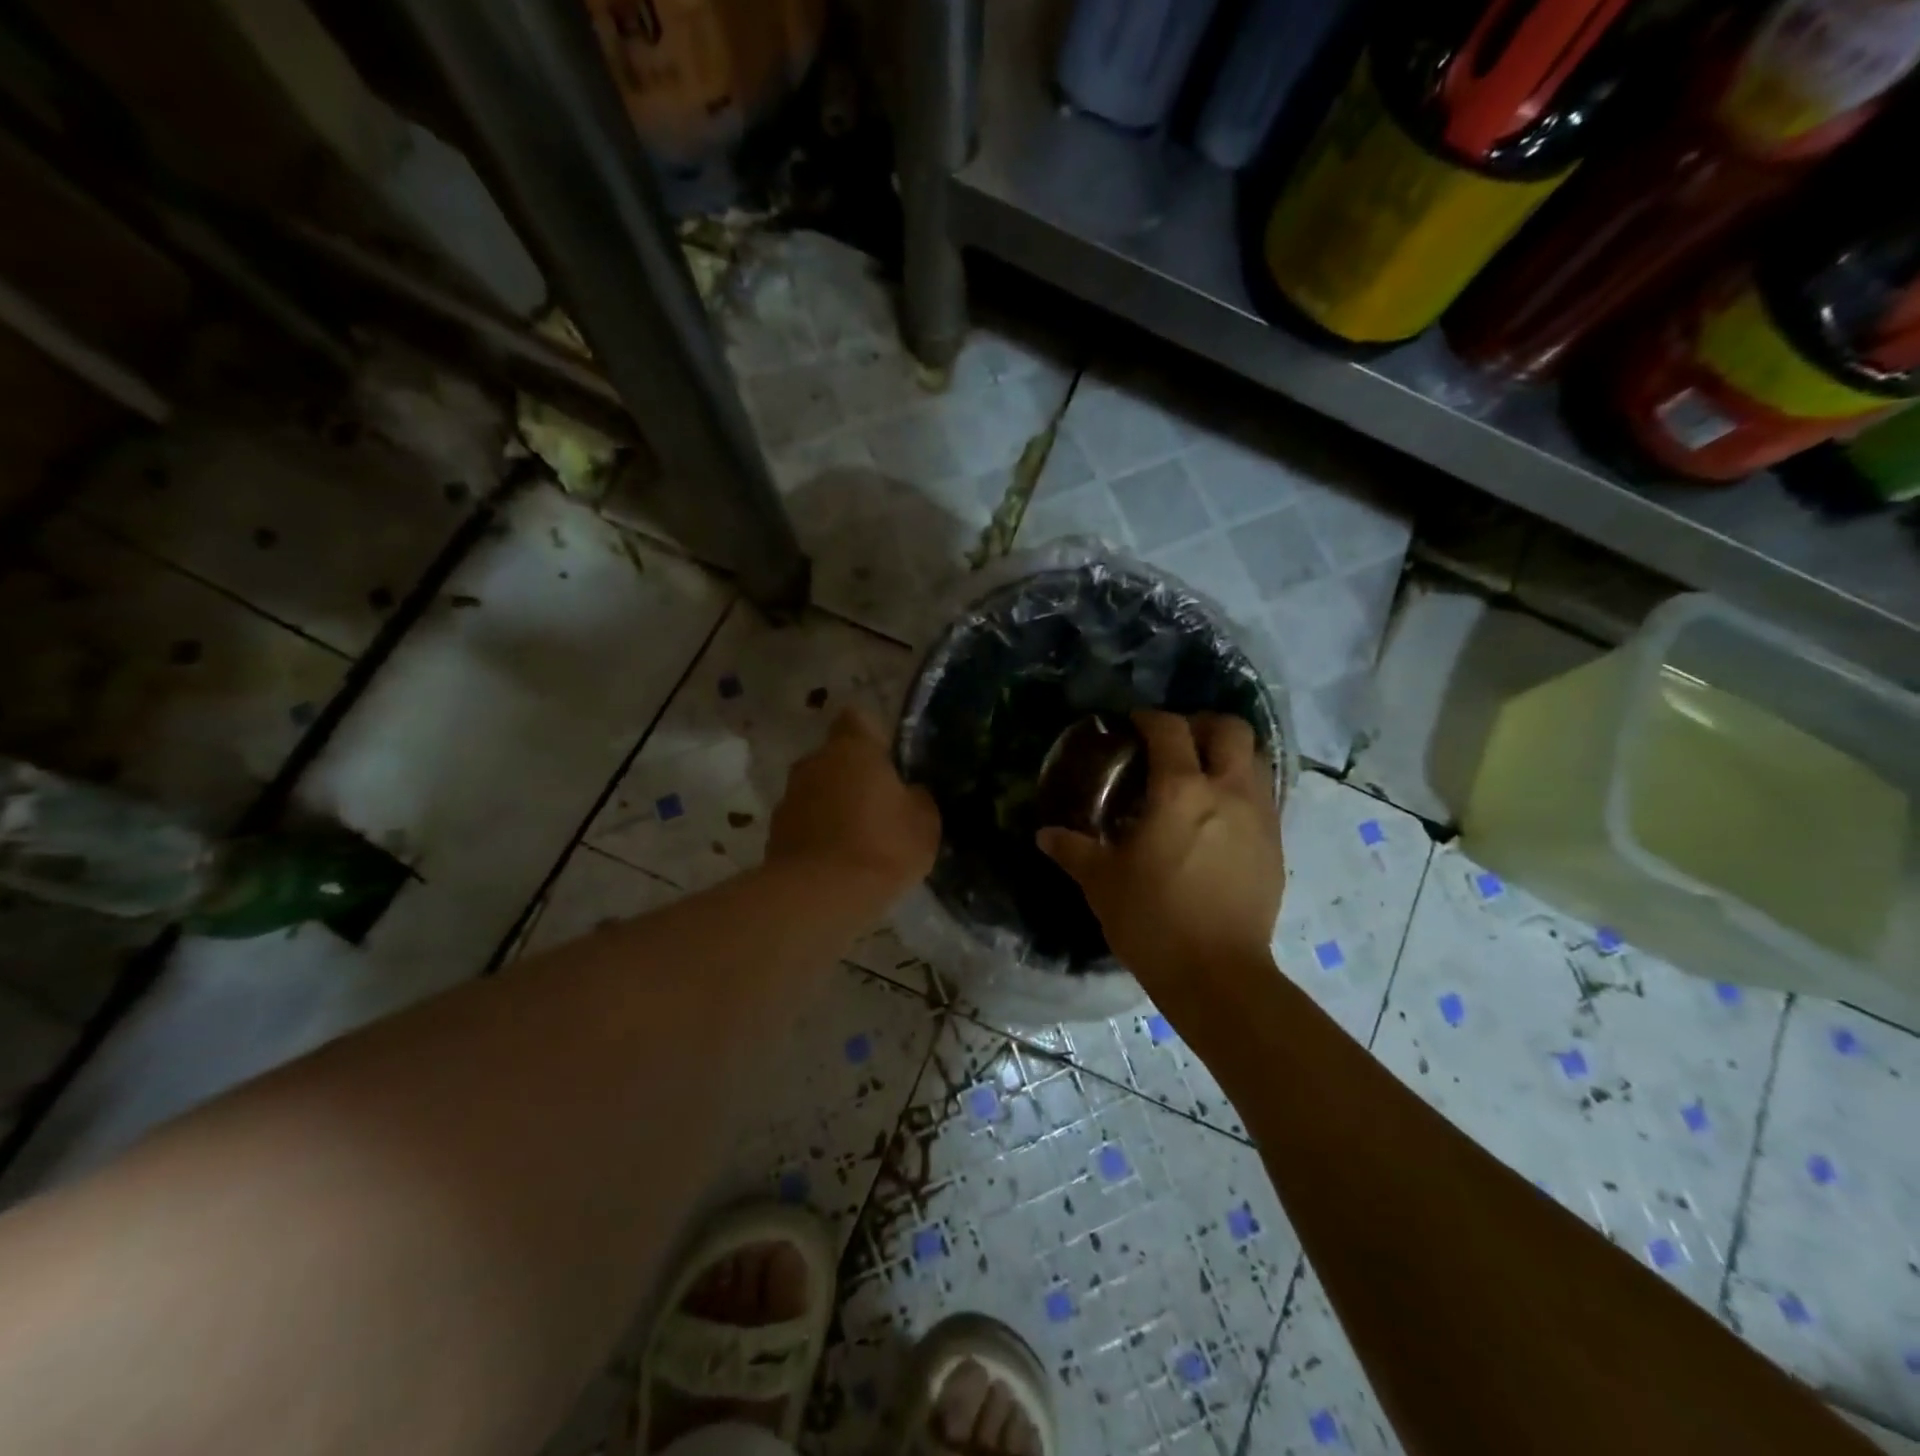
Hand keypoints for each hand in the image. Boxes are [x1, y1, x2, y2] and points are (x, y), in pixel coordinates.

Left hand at [767, 707, 940, 897]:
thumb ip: (916, 796)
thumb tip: (908, 792)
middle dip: (853, 776)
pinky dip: (818, 835)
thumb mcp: (925, 821)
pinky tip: (837, 863)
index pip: (858, 719)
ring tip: (858, 841)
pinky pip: (804, 824)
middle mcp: (814, 762)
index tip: (888, 760)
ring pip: (817, 791)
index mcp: (852, 748)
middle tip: (880, 806)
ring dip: (834, 807)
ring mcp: (789, 797)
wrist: (820, 896)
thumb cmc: (882, 846)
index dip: (873, 736)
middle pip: (835, 758)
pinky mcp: (774, 833)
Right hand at [1038, 710, 1282, 995]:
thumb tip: (1045, 835)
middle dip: (1203, 724)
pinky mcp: (1275, 845)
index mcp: (1180, 791)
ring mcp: (1260, 817)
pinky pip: (1264, 796)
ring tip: (1201, 774)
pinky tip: (1217, 817)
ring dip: (1229, 754)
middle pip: (1231, 729)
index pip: (1170, 730)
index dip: (1150, 718)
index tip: (1134, 724)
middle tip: (1177, 741)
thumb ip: (1072, 850)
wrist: (1217, 974)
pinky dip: (1242, 788)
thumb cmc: (1152, 919)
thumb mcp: (1101, 882)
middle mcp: (1228, 791)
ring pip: (1256, 759)